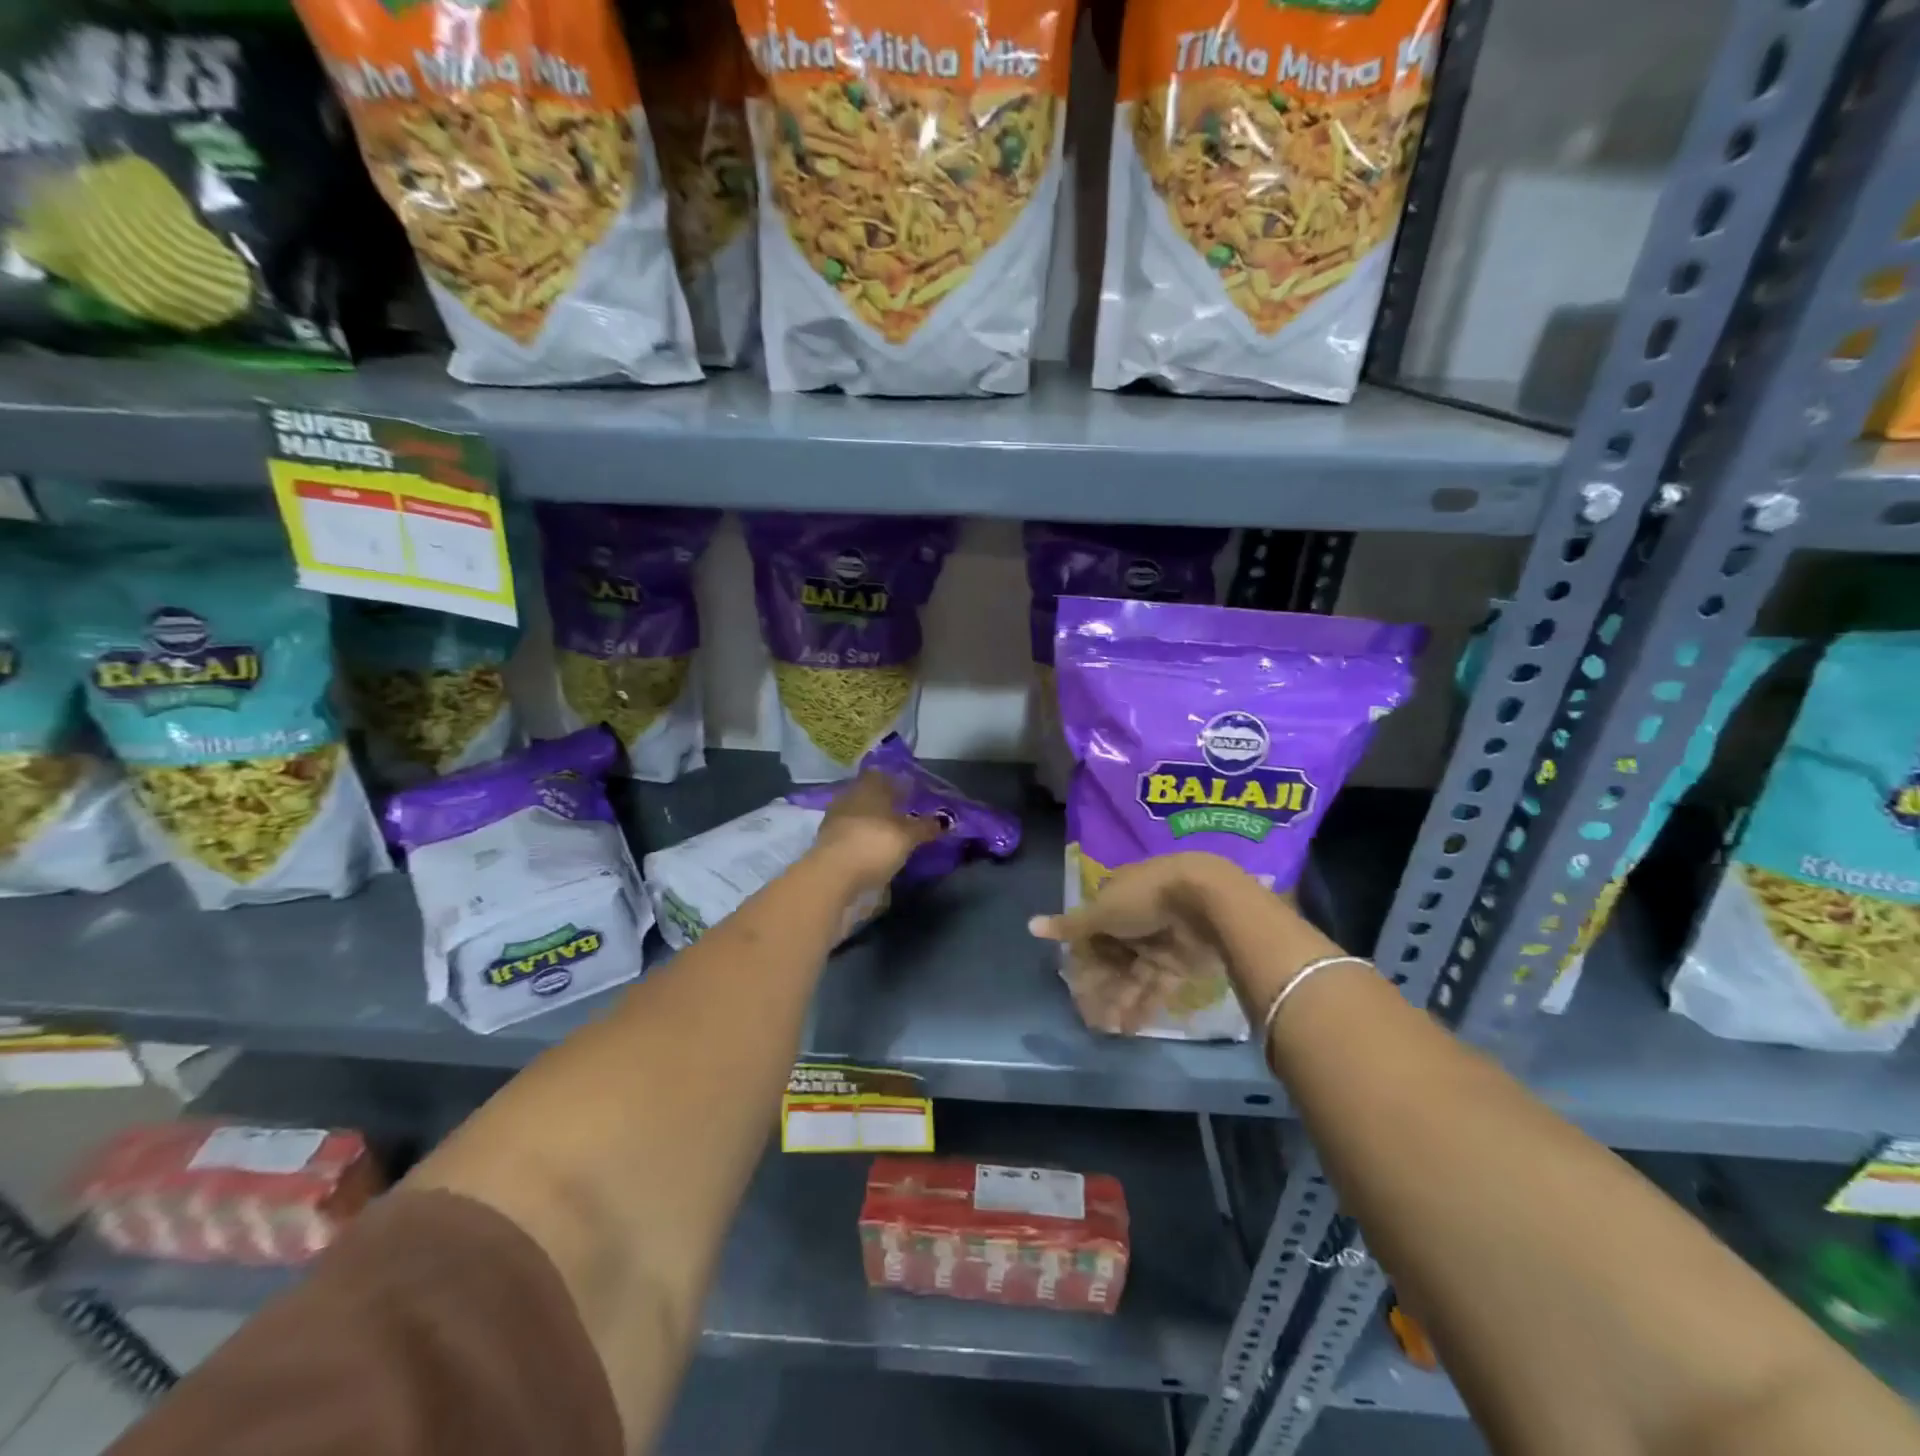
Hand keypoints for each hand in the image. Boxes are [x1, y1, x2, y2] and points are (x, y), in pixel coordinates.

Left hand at [809, 770, 944, 895]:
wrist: (832, 876)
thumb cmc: (874, 844)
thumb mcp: (908, 836)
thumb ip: (926, 827)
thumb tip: (944, 821)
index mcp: (869, 786)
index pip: (884, 775)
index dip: (899, 781)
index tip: (914, 792)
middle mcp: (850, 797)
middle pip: (871, 795)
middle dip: (887, 803)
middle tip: (907, 814)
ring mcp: (835, 819)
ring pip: (860, 814)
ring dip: (875, 822)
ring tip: (894, 834)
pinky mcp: (828, 843)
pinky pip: (852, 834)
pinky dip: (864, 838)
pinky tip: (876, 848)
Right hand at [1029, 854, 1266, 1034]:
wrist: (1207, 901)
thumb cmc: (1145, 899)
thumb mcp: (1102, 911)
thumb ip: (1070, 925)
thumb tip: (1030, 926)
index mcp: (1114, 900)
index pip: (1090, 932)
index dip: (1080, 958)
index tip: (1071, 984)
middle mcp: (1134, 922)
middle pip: (1110, 958)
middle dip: (1098, 986)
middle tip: (1086, 1015)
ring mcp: (1158, 943)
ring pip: (1131, 976)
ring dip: (1117, 1000)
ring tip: (1106, 1029)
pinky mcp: (1180, 964)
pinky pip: (1156, 987)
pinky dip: (1143, 1006)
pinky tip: (1129, 1028)